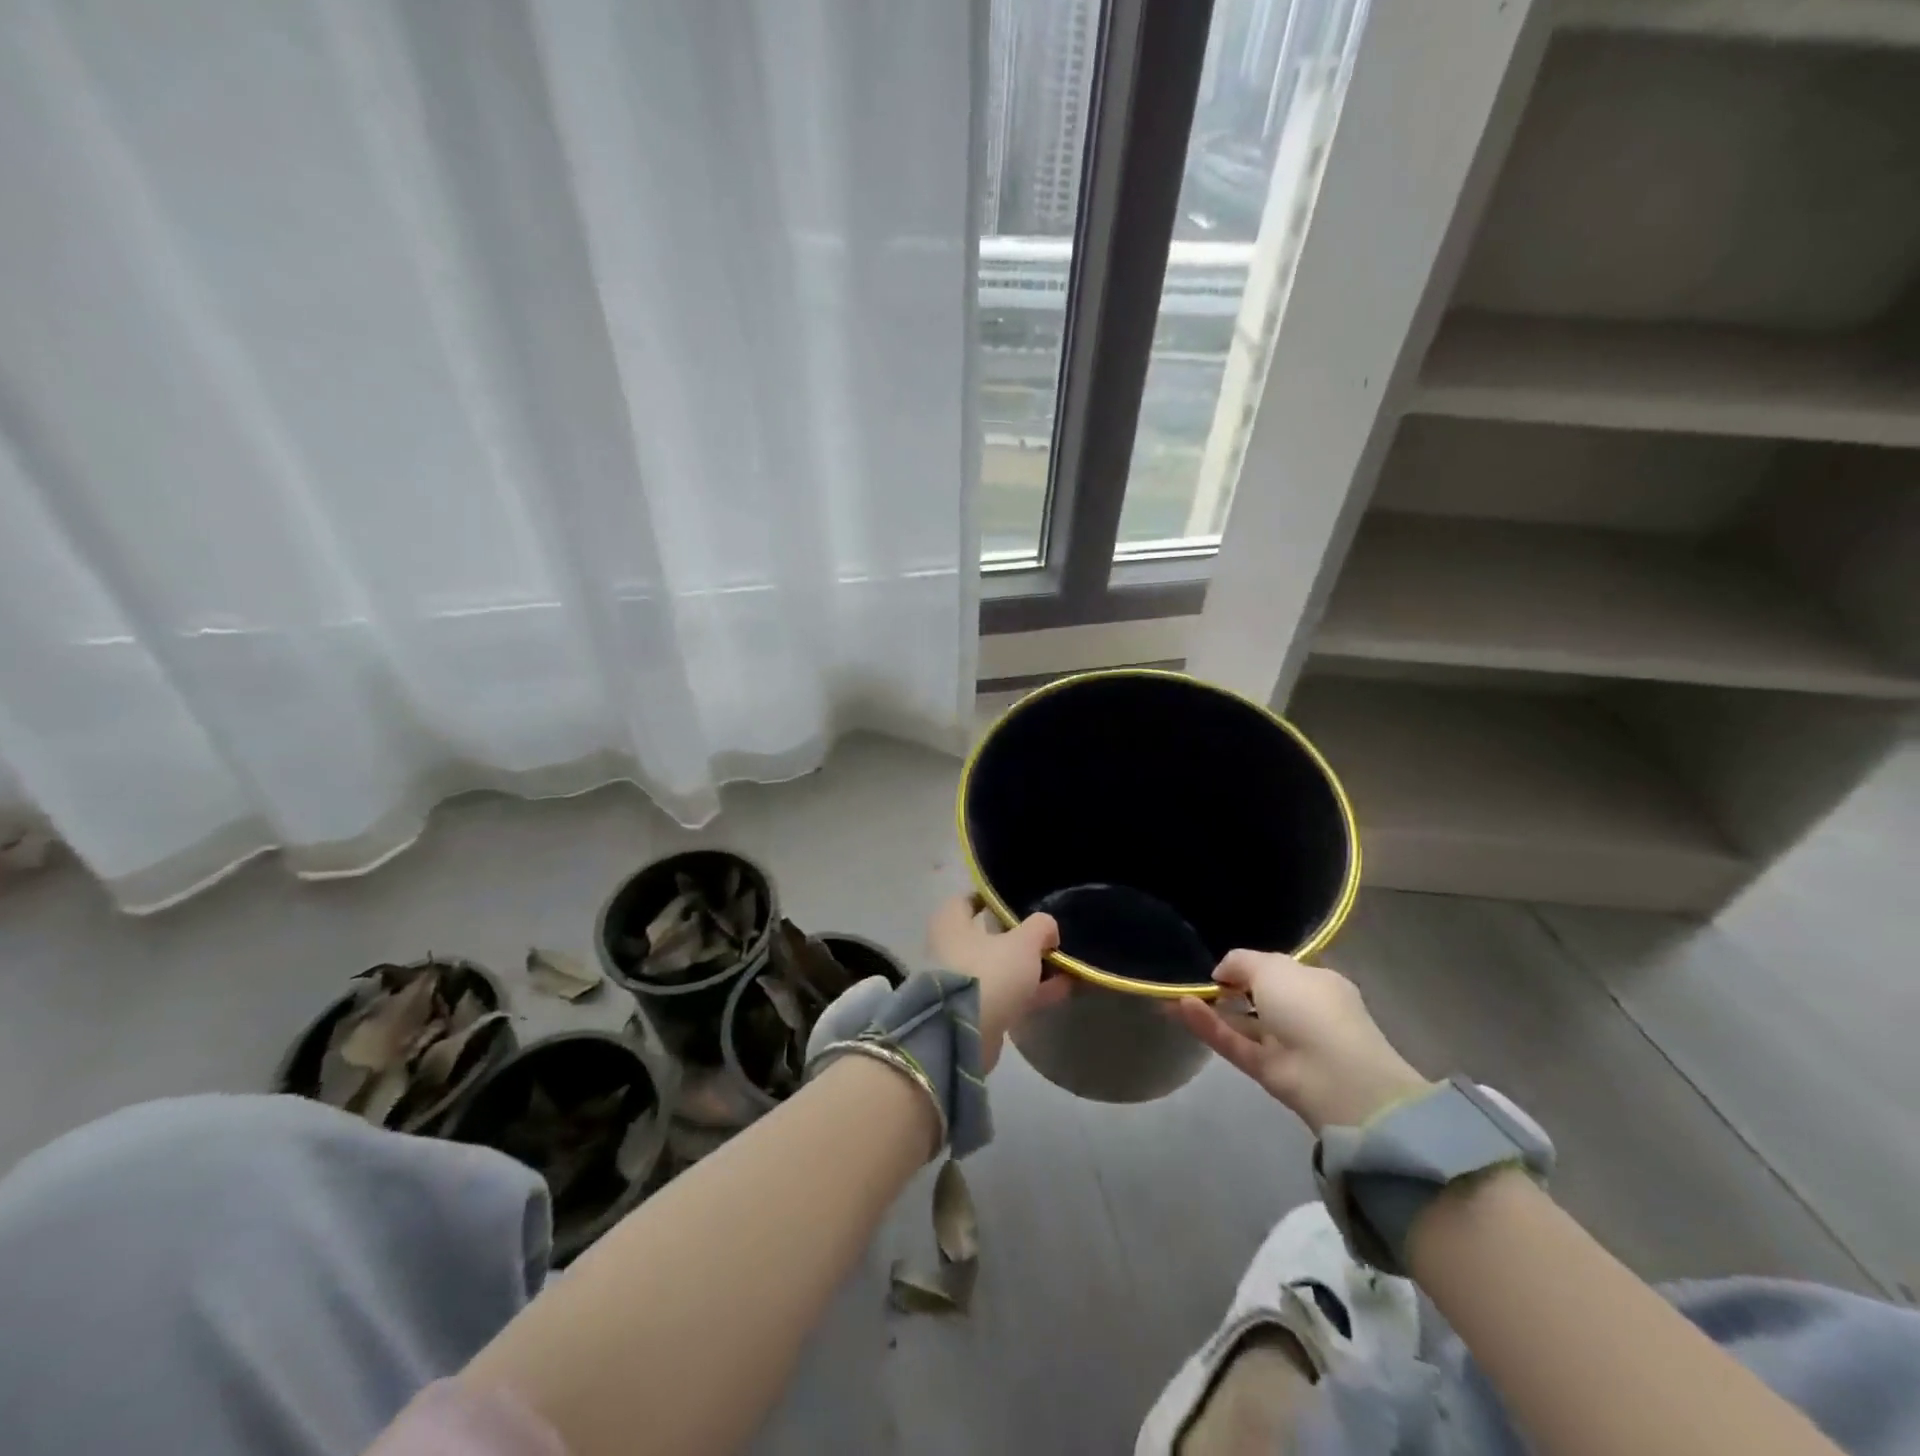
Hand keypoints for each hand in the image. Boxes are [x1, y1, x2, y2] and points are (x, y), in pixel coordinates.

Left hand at [928, 894, 1063, 1070]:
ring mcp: (960, 981)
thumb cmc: (989, 971)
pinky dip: (1028, 990)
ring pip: (998, 966)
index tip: (1019, 900)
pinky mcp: (972, 1011)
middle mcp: (949, 948)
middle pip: (986, 935)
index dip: (993, 898)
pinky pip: (1004, 992)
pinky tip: (1061, 989)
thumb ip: (1040, 927)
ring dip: (1029, 966)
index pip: (969, 899)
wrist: (964, 1033)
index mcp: (951, 921)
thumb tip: (1048, 929)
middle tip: (1046, 935)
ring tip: (1063, 963)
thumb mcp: (1023, 941)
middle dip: (1017, 936)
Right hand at [1171, 950, 1430, 1131]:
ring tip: (1174, 995)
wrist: (1335, 1076)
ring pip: (1240, 1023)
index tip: (1220, 967)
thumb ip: (1241, 961)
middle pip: (1256, 998)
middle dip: (1225, 989)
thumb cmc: (1310, 1007)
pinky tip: (1181, 1009)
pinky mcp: (1266, 1070)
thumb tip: (1221, 972)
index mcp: (1315, 983)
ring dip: (1209, 1008)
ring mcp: (1284, 1044)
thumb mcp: (1272, 967)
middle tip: (1191, 981)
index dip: (1247, 967)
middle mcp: (1302, 1012)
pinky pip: (1233, 1043)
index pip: (1277, 971)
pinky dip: (1208, 1027)